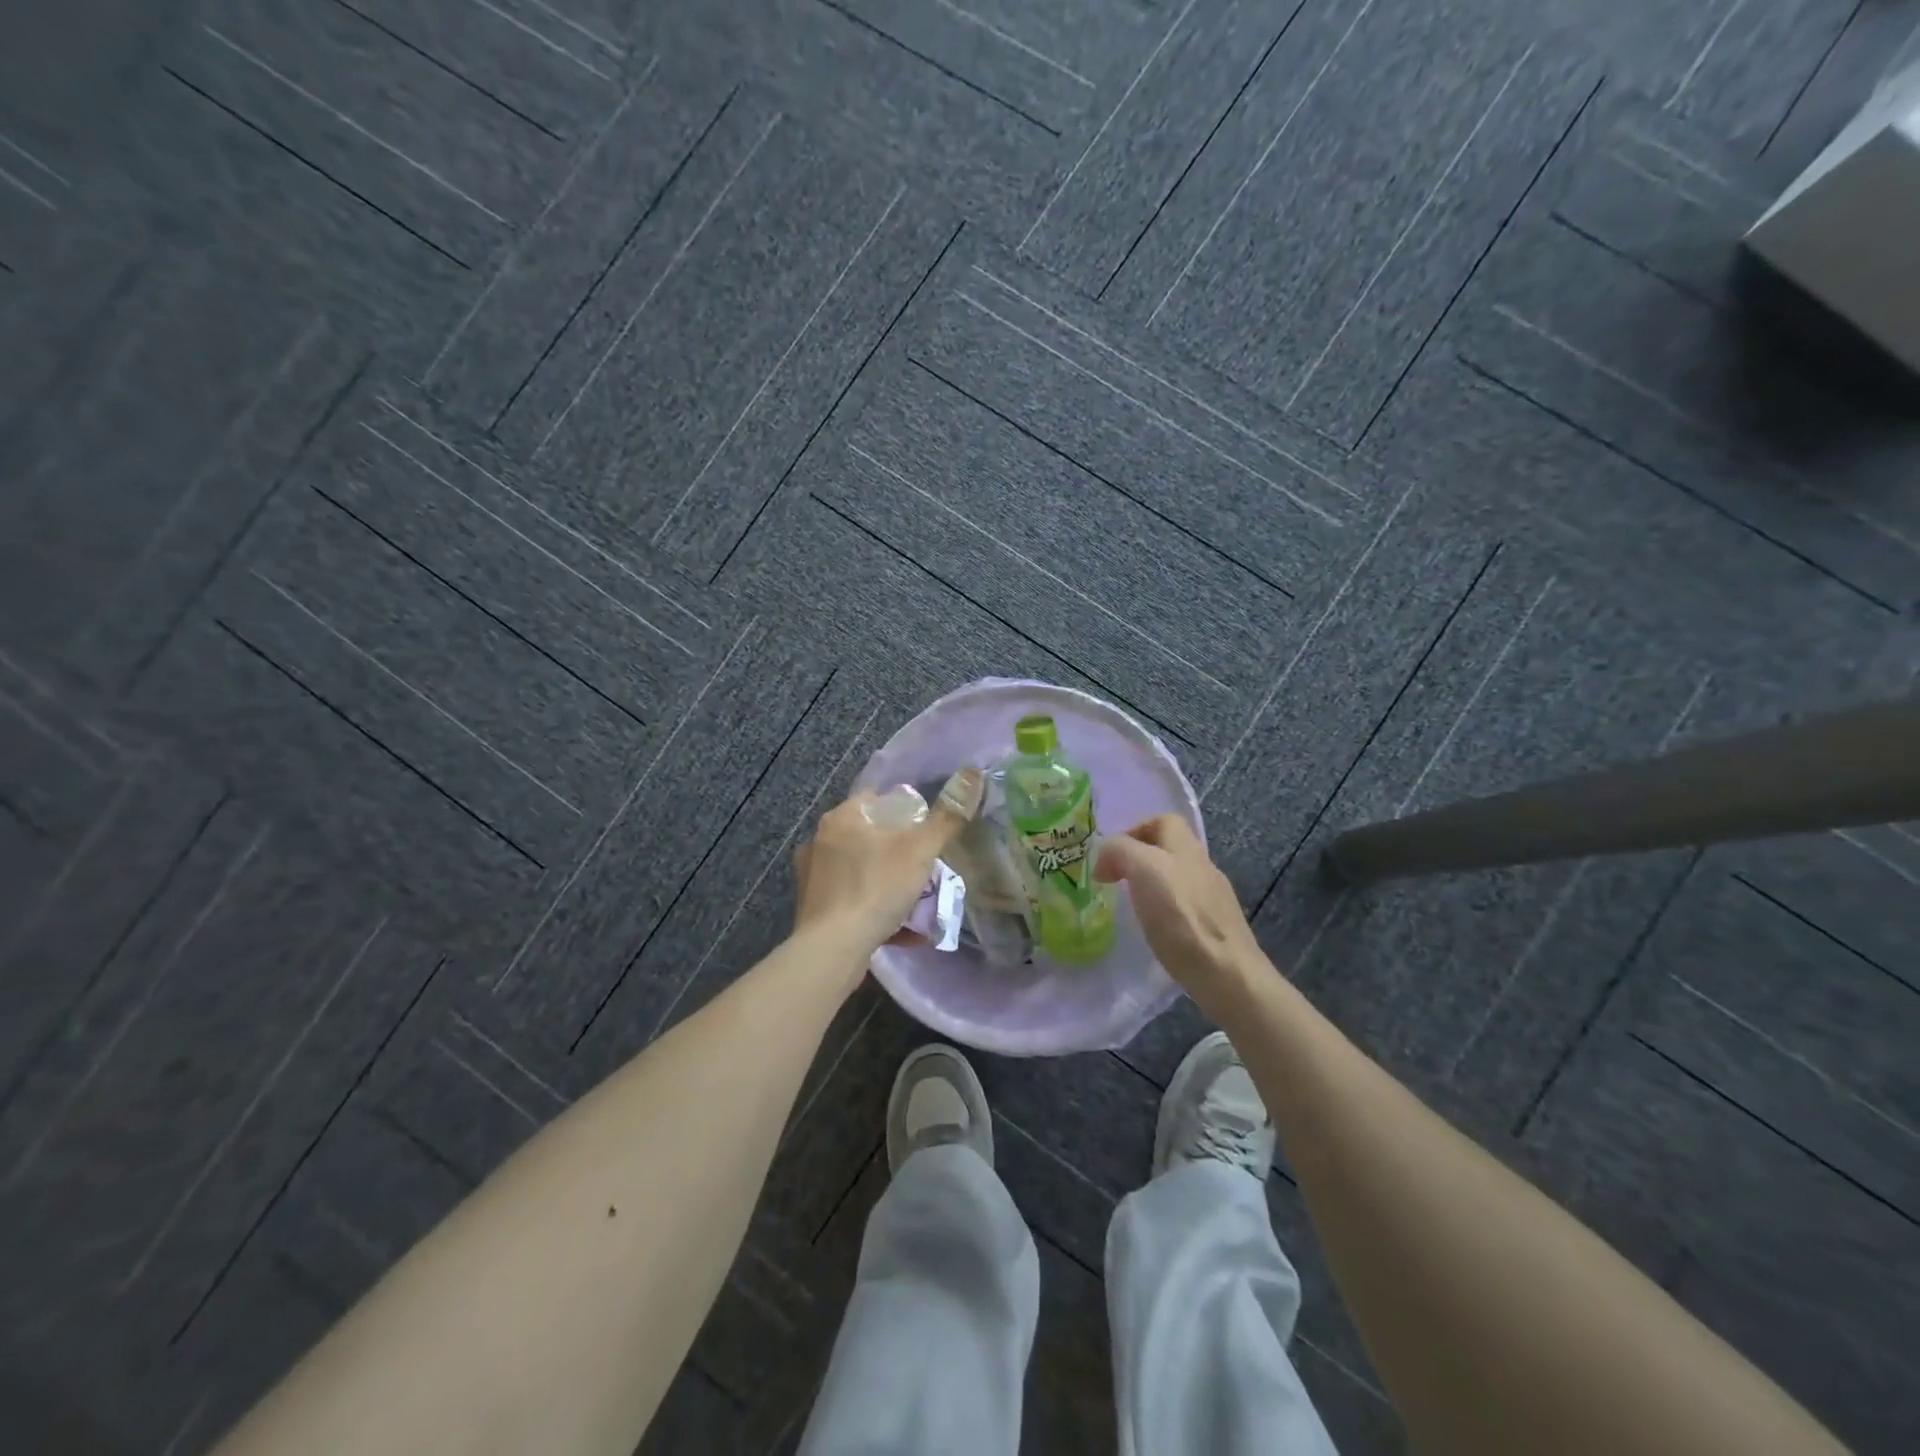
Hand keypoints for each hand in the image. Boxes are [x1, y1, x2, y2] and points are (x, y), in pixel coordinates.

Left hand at [793, 770, 982, 967]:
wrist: (832, 949)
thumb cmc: (876, 888)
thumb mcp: (920, 850)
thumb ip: (948, 817)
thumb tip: (973, 774)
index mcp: (841, 817)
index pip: (876, 798)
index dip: (905, 809)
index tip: (927, 828)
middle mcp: (820, 841)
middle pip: (869, 835)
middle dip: (899, 850)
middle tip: (926, 866)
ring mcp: (813, 876)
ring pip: (861, 869)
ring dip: (888, 881)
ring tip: (916, 899)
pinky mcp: (813, 908)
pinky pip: (852, 900)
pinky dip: (875, 908)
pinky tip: (900, 928)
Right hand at [1095, 815, 1271, 1006]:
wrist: (1227, 975)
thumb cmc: (1182, 918)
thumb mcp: (1144, 870)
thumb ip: (1121, 851)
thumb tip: (1106, 857)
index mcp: (1186, 848)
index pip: (1163, 821)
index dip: (1134, 830)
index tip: (1111, 856)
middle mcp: (1203, 868)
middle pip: (1169, 850)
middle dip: (1139, 860)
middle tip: (1115, 882)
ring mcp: (1213, 899)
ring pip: (1177, 879)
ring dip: (1151, 886)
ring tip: (1131, 907)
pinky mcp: (1216, 929)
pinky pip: (1184, 908)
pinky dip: (1165, 912)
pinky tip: (1155, 931)